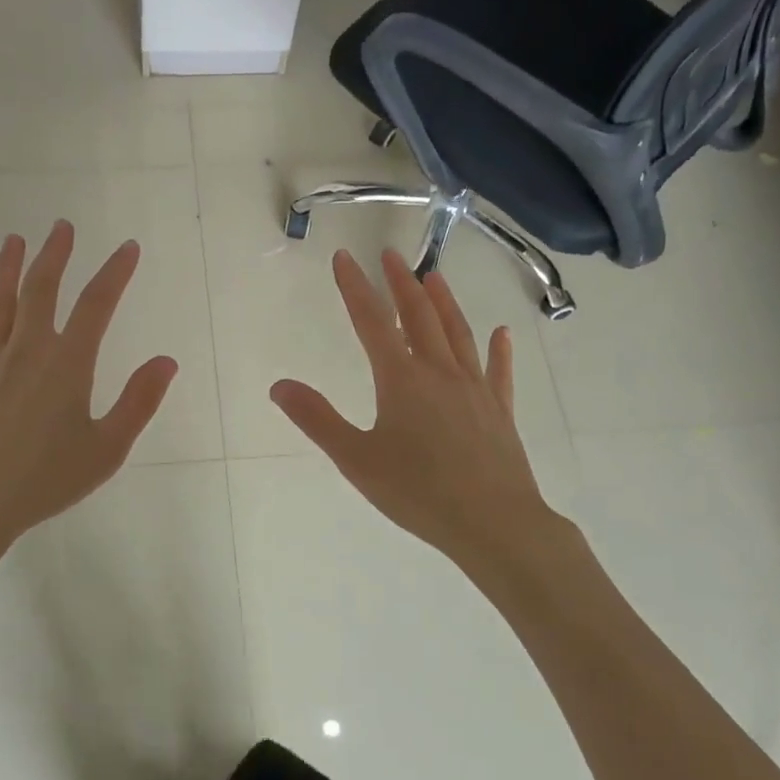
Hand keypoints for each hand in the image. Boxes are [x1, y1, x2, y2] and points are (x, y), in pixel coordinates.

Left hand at [0, 220, 176, 558]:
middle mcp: (27, 352)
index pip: (96, 305)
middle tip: (62, 226)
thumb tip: (166, 361)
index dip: (115, 273)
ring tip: (14, 240)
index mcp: (67, 364)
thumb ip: (138, 402)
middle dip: (55, 255)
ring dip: (7, 269)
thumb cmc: (46, 479)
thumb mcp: (107, 448)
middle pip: (41, 290)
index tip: (127, 247)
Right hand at [270, 249, 555, 575]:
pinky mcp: (499, 411)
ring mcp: (475, 389)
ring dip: (444, 302)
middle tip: (391, 255)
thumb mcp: (357, 459)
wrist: (495, 524)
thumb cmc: (419, 492)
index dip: (355, 287)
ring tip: (434, 276)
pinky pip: (498, 371)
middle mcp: (439, 373)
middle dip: (401, 283)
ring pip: (457, 333)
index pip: (372, 322)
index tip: (343, 257)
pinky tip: (501, 333)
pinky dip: (498, 349)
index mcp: (402, 380)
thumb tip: (278, 386)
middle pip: (419, 316)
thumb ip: (317, 419)